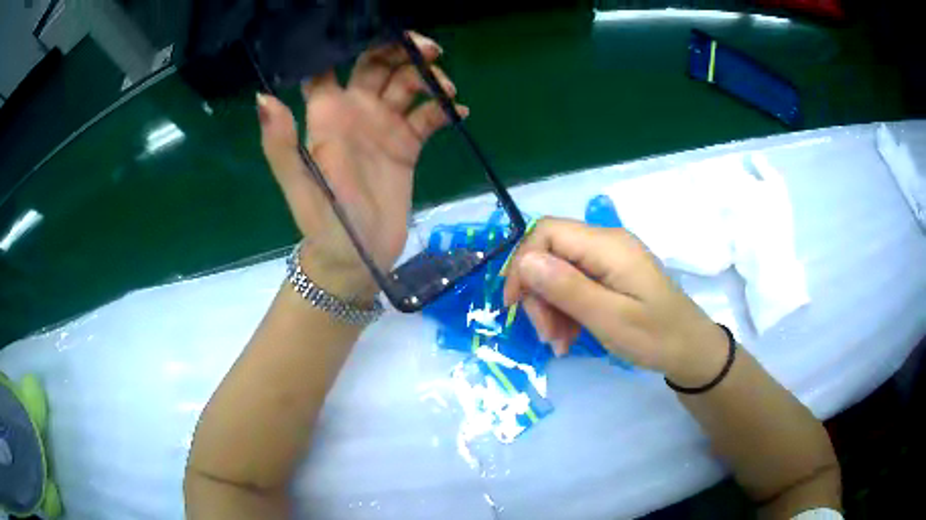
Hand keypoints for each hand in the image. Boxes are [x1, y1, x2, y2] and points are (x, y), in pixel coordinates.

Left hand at [257, 32, 467, 298]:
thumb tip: (263, 96)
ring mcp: (383, 127)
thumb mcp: (300, 184)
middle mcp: (355, 112)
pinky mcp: (407, 145)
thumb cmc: (324, 222)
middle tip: (429, 50)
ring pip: (407, 84)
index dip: (347, 42)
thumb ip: (282, 143)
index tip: (376, 28)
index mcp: (327, 115)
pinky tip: (460, 112)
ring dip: (427, 77)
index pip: (331, 64)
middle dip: (401, 50)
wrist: (357, 258)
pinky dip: (445, 110)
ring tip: (446, 90)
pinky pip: (429, 117)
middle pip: (377, 64)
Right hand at [502, 218, 728, 385]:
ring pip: (559, 272)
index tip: (514, 304)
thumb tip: (525, 261)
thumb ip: (567, 288)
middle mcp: (606, 243)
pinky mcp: (611, 276)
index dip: (523, 262)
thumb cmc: (656, 336)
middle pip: (551, 254)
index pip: (547, 232)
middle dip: (539, 294)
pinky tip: (568, 338)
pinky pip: (575, 285)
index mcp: (608, 245)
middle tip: (545, 335)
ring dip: (550, 307)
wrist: (691, 350)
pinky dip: (565, 311)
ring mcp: (609, 260)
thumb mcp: (609, 318)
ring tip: (558, 343)